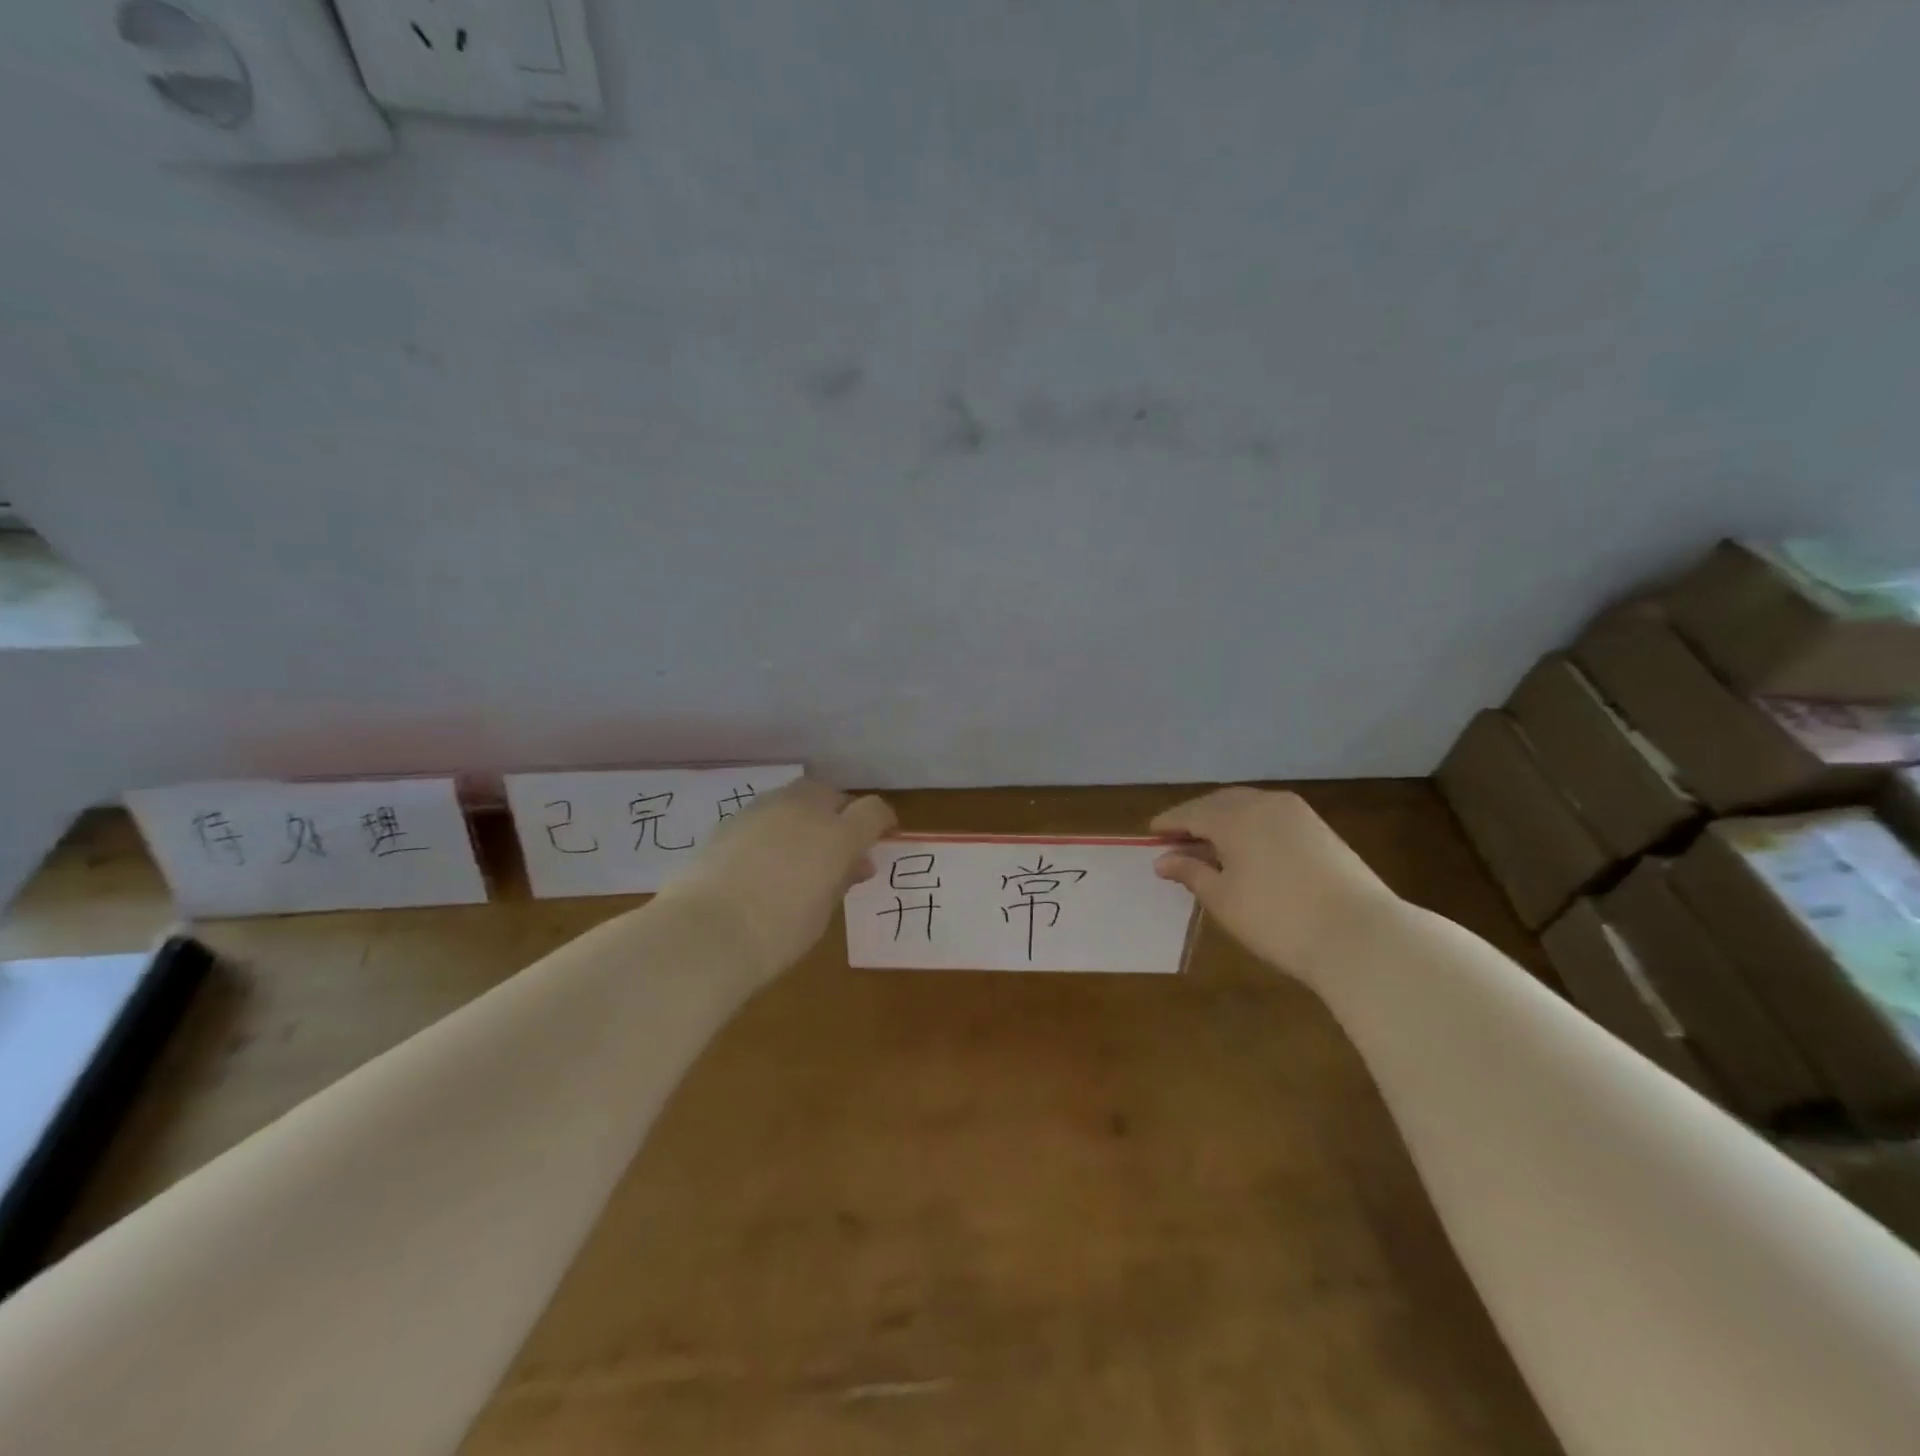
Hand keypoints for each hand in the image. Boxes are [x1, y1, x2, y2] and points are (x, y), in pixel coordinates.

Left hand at [662, 779, 895, 981]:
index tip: (880, 837)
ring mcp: (764, 810)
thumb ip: (840, 880)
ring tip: (797, 849)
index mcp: (837, 835)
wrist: (704, 933)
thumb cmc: (777, 934)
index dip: (881, 821)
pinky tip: (763, 856)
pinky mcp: (731, 819)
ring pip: (795, 797)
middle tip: (835, 844)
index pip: (873, 811)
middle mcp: (804, 811)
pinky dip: (773, 825)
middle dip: (839, 812)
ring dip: (805, 815)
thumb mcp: (821, 913)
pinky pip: (765, 812)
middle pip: (831, 794)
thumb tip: (856, 864)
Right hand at [1151, 787, 1398, 982]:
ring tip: (1211, 845)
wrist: (1361, 936)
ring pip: (1249, 807)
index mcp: (1234, 816)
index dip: (1169, 823)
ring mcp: (1298, 814)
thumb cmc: (1277, 919)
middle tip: (1178, 839)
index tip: (1150, 834)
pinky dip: (1251, 826)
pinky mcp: (1321, 830)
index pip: (1191, 813)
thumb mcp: (1223, 899)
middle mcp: (1264, 803)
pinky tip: (1248, 850)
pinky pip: (1272, 817)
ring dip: (1225, 820)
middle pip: (1220, 803)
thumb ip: (1191, 873)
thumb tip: (1163, 860)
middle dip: (1196, 817)